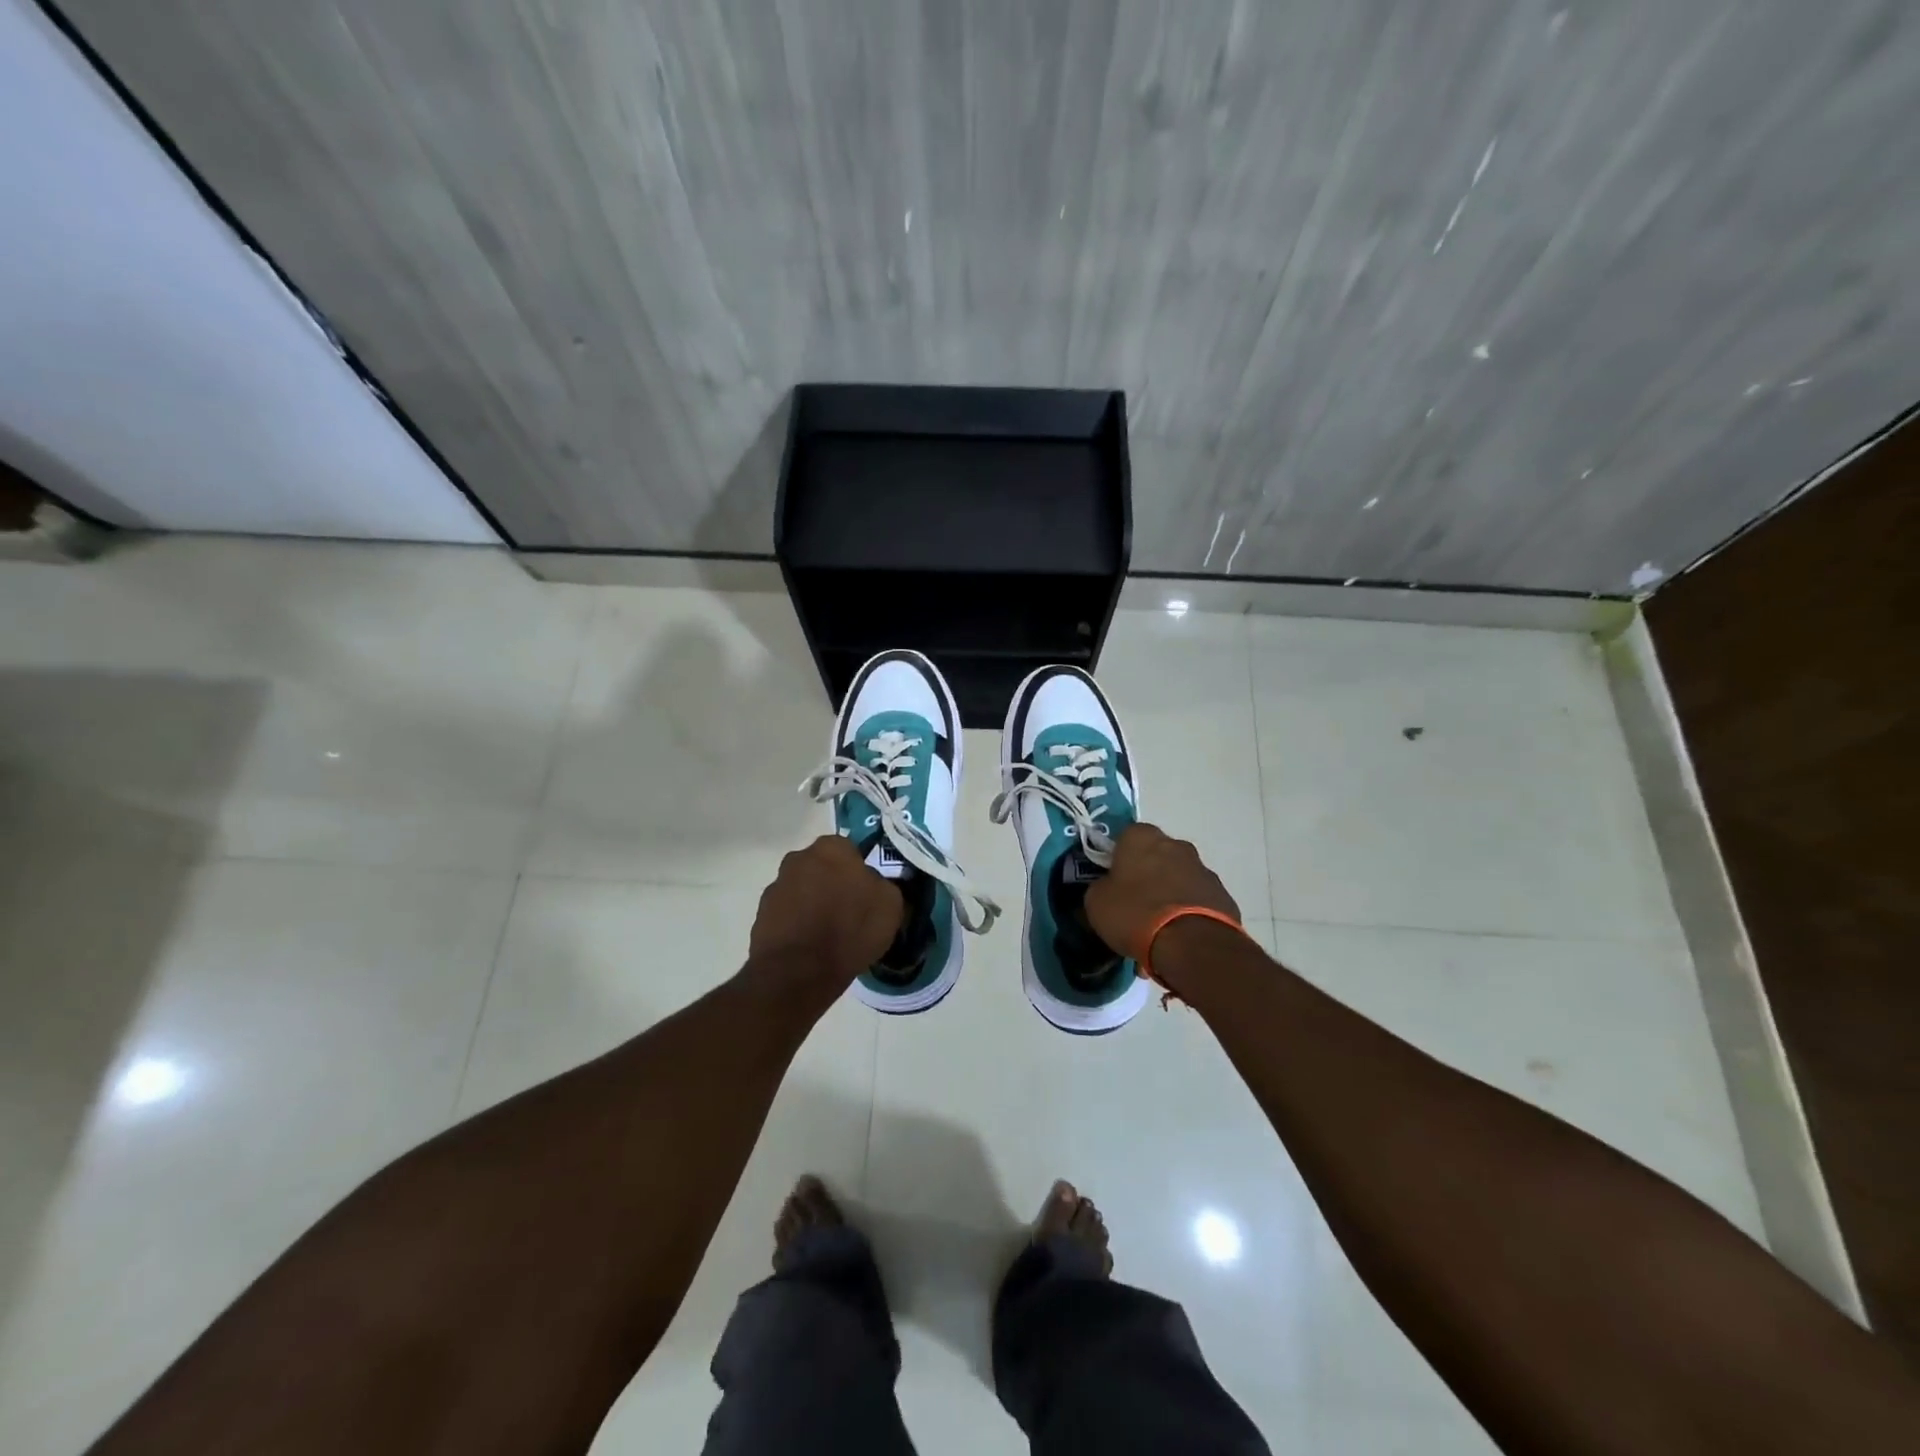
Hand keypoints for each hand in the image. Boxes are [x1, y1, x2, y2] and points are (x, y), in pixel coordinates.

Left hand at [749, 835, 904, 986]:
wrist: (799, 972)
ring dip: (813, 903)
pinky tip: (809, 946)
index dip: (859, 872)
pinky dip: (797, 924)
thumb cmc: (850, 930)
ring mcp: (776, 886)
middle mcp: (799, 858)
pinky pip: (787, 914)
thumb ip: (882, 884)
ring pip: (803, 889)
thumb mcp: (890, 905)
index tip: (866, 894)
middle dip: (833, 883)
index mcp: (831, 848)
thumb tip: (873, 885)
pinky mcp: (761, 914)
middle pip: (822, 867)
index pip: (850, 850)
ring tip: (828, 934)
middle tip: (848, 911)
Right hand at [1084, 823, 1238, 963]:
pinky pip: (1197, 900)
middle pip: (1155, 856)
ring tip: (1158, 927)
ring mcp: (1203, 869)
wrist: (1191, 944)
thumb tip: (1109, 888)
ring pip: (1178, 878)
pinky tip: (1178, 936)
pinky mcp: (1222, 895)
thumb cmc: (1135, 913)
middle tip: (1134, 903)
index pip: (1124, 837)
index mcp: (1141, 837)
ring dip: (1169, 894)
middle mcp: (1176, 844)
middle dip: (1146, 875)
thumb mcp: (1096, 902)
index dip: (1116, 859)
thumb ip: (1101, 886)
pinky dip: (1188, 912)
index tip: (1112, 882)